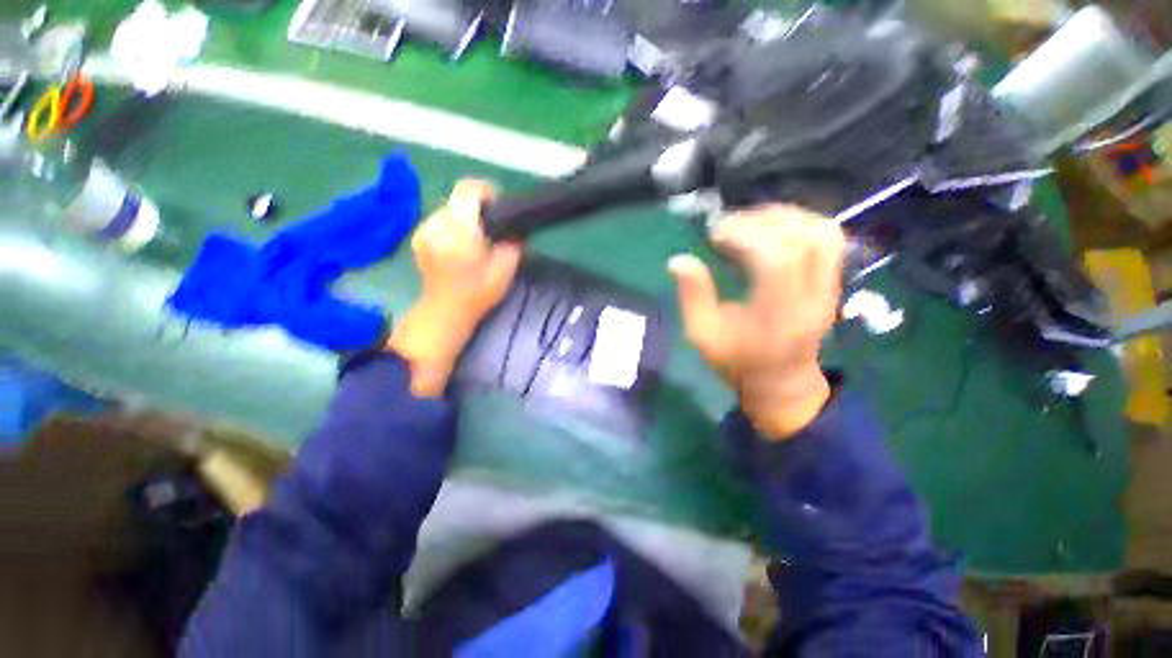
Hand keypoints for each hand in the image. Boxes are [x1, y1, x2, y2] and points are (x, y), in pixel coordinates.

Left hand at [387, 180, 522, 396]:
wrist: (445, 311)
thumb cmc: (477, 293)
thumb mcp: (505, 271)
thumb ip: (513, 246)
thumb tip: (515, 232)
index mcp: (460, 228)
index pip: (468, 190)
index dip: (486, 191)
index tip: (499, 206)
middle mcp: (437, 223)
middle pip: (458, 199)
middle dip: (477, 208)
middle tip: (492, 229)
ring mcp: (424, 230)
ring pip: (448, 209)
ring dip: (464, 218)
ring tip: (476, 239)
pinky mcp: (419, 238)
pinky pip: (439, 221)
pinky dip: (452, 226)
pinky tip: (460, 246)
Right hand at [668, 205, 844, 438]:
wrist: (781, 380)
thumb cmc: (736, 362)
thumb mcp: (703, 336)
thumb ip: (692, 297)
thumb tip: (677, 260)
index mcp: (779, 317)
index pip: (778, 260)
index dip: (746, 236)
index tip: (715, 234)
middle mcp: (813, 298)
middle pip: (804, 239)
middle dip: (761, 221)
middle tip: (728, 226)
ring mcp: (829, 288)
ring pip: (823, 232)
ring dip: (783, 218)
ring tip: (749, 223)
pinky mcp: (832, 282)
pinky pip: (828, 238)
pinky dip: (798, 223)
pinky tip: (770, 229)